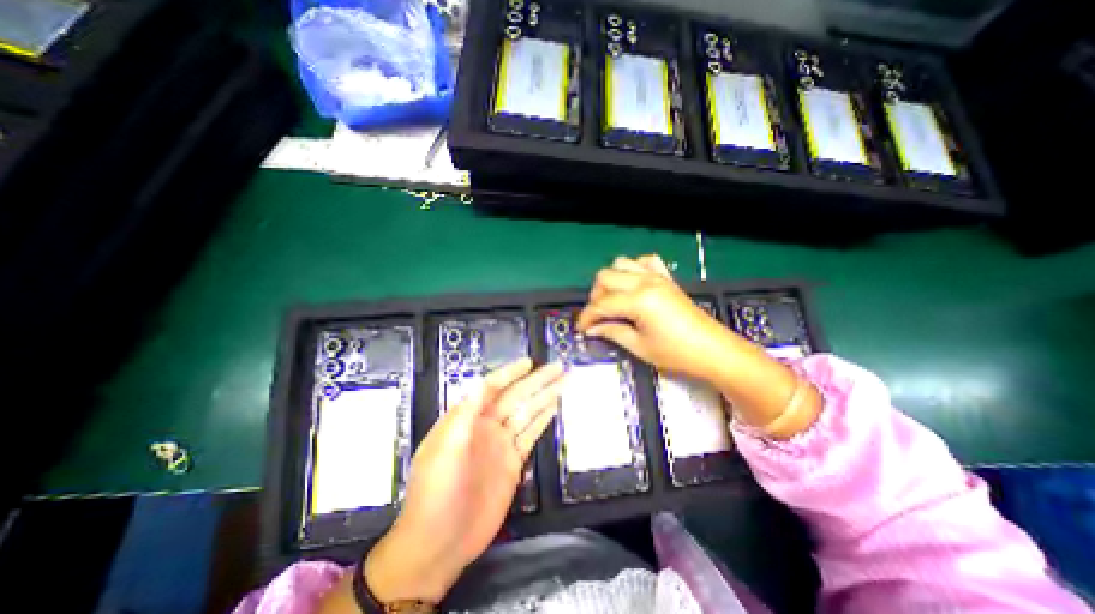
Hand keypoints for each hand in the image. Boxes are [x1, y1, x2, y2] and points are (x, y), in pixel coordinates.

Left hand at [362, 360, 563, 603]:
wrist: (440, 543)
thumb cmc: (436, 492)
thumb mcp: (445, 450)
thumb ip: (466, 415)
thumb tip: (482, 382)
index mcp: (467, 419)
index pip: (492, 388)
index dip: (510, 373)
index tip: (529, 362)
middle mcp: (487, 426)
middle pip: (516, 397)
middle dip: (537, 381)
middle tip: (558, 367)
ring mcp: (502, 444)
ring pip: (527, 413)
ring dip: (545, 397)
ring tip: (563, 382)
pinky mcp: (513, 462)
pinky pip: (531, 435)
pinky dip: (542, 421)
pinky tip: (553, 407)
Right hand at [576, 255, 817, 441]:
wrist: (713, 350)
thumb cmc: (676, 353)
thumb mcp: (640, 347)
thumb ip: (612, 332)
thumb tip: (592, 329)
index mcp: (638, 300)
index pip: (601, 304)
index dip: (587, 317)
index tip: (581, 329)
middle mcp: (644, 282)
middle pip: (605, 277)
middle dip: (595, 297)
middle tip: (598, 317)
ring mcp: (656, 277)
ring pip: (621, 264)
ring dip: (610, 280)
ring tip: (612, 300)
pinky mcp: (666, 278)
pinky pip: (645, 261)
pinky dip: (633, 269)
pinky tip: (633, 284)